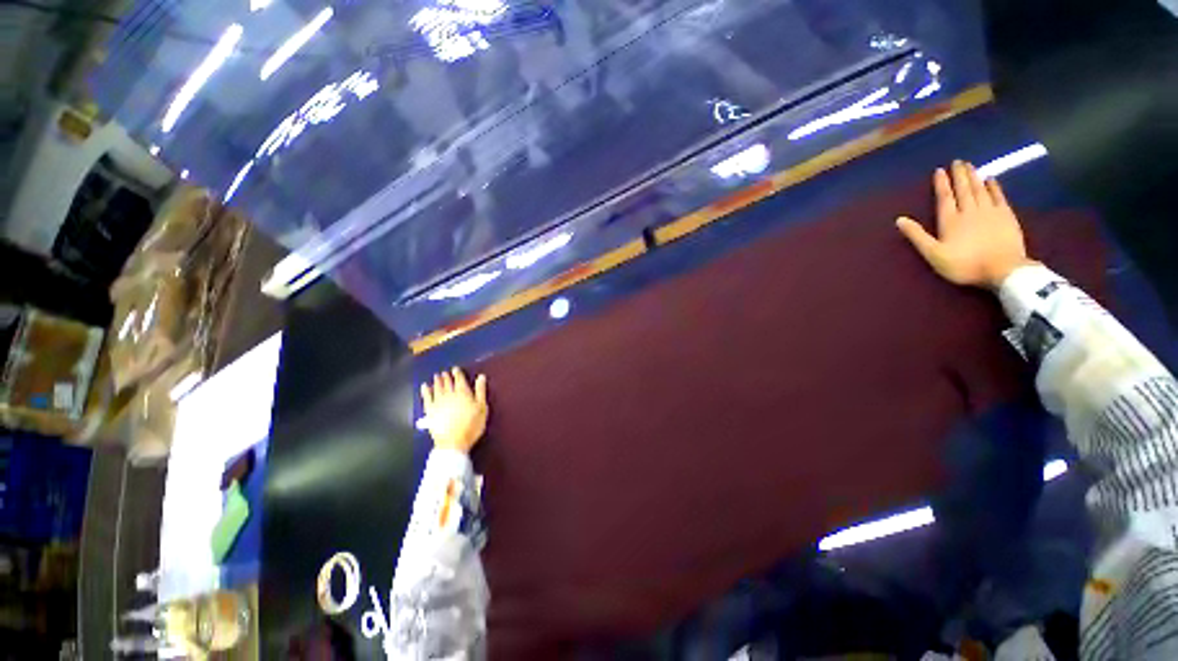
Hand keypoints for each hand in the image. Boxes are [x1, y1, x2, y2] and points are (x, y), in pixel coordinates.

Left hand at [420, 368, 488, 453]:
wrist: (453, 442)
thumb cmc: (471, 425)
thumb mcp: (481, 407)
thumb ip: (480, 391)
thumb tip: (481, 376)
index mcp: (463, 393)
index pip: (459, 379)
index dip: (457, 373)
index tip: (455, 369)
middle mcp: (449, 394)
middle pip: (447, 383)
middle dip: (446, 377)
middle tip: (444, 372)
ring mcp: (438, 402)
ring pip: (437, 388)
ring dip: (437, 381)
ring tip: (437, 376)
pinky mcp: (430, 411)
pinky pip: (426, 398)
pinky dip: (425, 391)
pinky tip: (424, 387)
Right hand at [896, 160, 1035, 287]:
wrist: (1003, 269)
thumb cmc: (964, 264)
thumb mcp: (934, 254)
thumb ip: (917, 236)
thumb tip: (900, 220)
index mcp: (950, 220)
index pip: (945, 197)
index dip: (941, 183)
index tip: (939, 170)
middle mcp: (970, 211)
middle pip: (964, 189)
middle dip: (959, 175)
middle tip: (958, 161)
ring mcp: (990, 211)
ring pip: (980, 189)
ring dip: (974, 176)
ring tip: (970, 165)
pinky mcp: (1006, 215)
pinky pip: (999, 196)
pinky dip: (994, 186)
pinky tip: (991, 179)